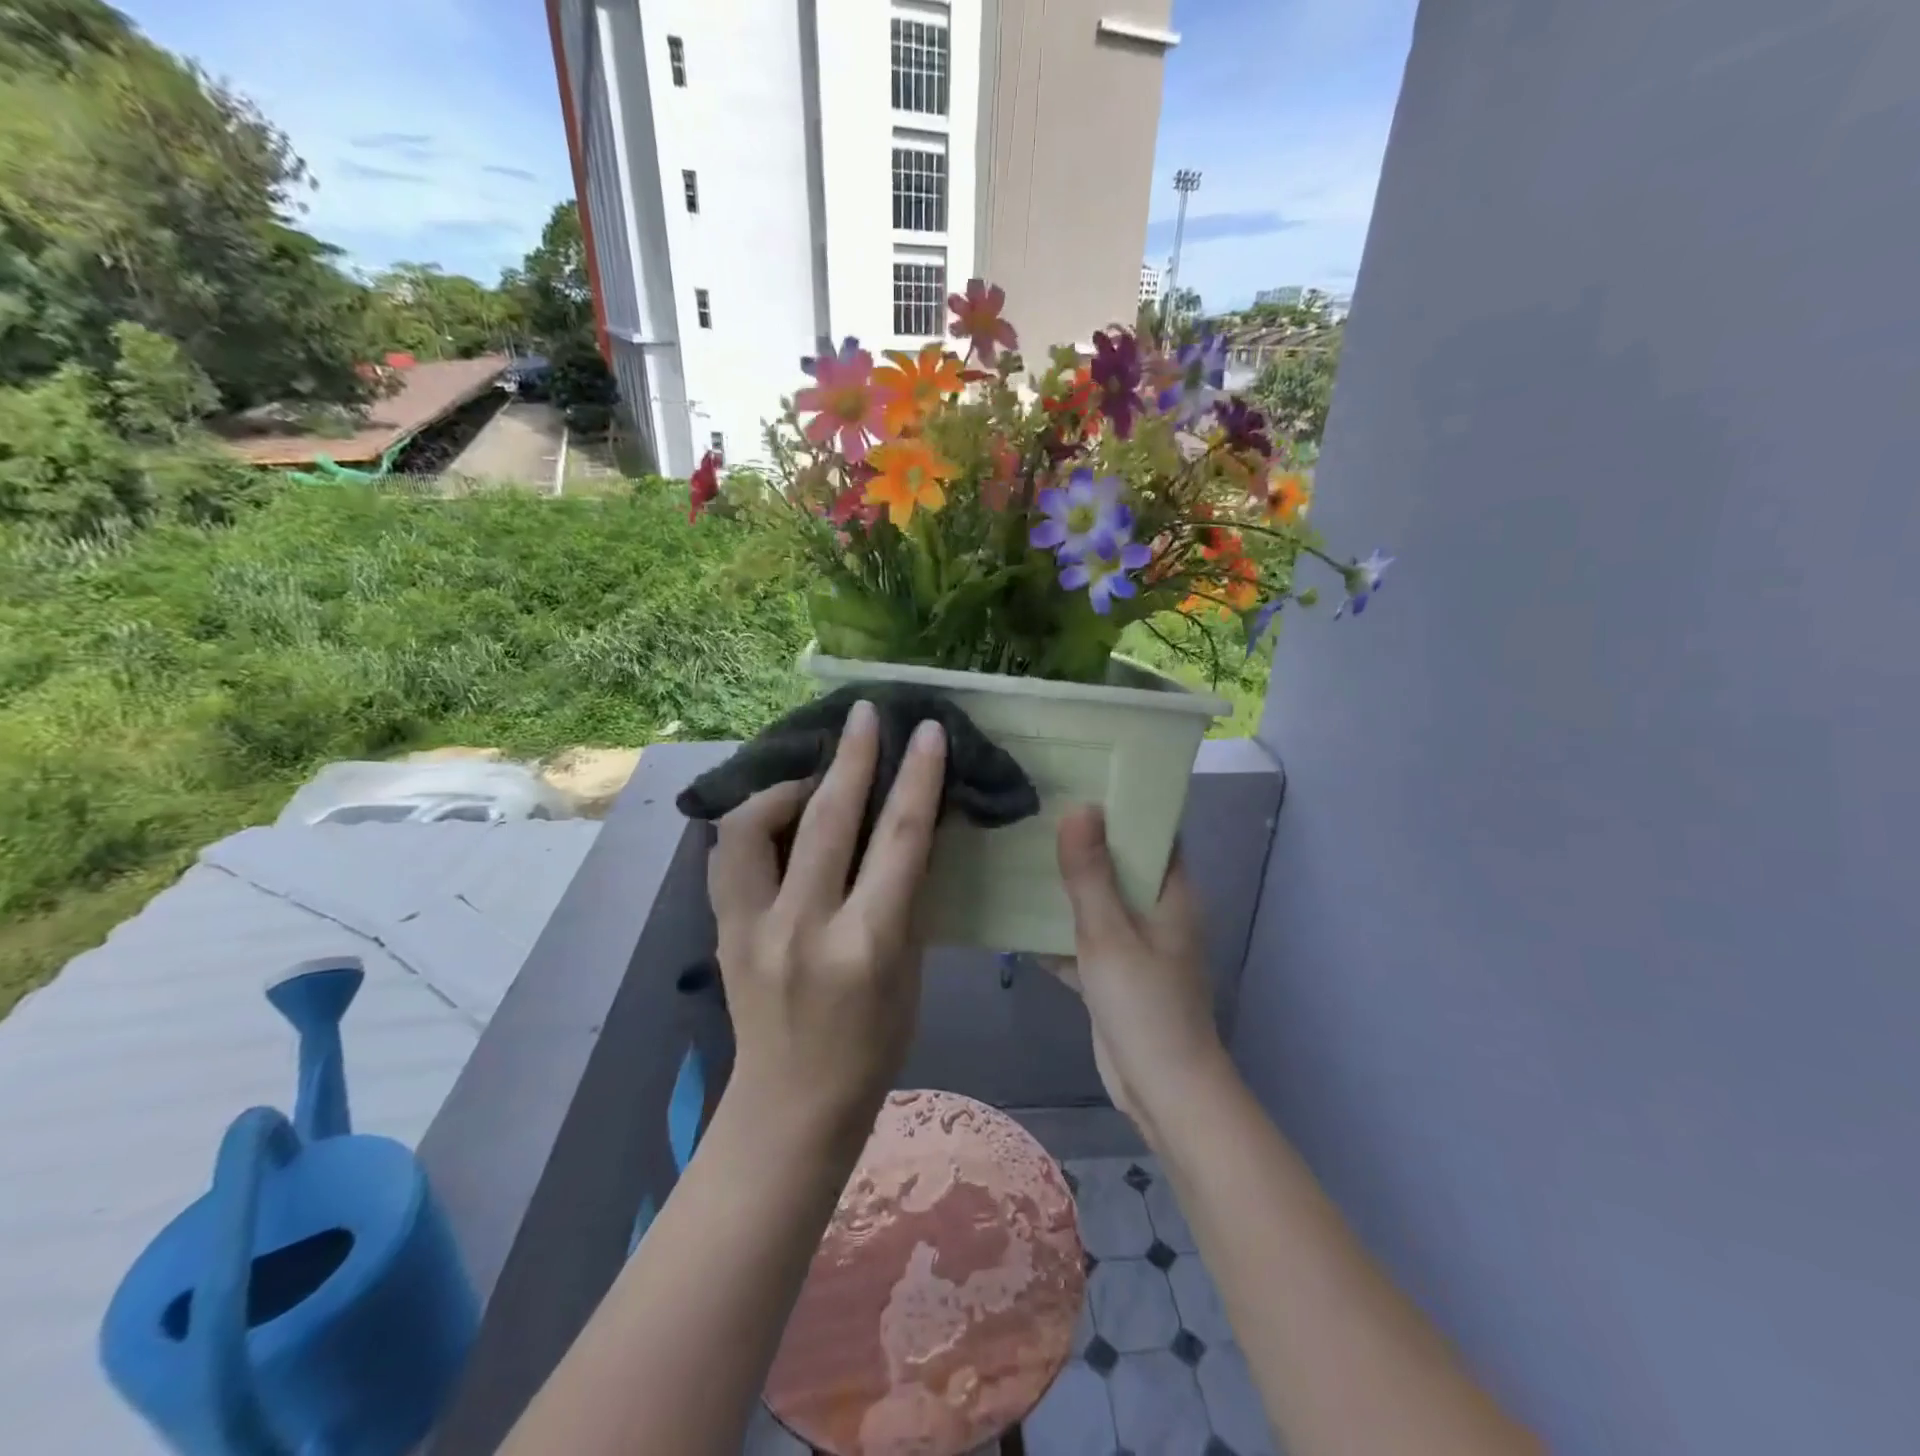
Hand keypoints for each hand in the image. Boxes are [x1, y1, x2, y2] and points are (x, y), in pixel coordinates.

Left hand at [706, 700, 946, 1140]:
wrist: (792, 1103)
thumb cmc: (873, 1044)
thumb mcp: (909, 969)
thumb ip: (907, 894)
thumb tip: (912, 825)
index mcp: (866, 945)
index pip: (899, 840)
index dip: (917, 778)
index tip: (928, 732)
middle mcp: (803, 928)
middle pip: (828, 819)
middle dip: (853, 756)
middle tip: (866, 712)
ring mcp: (751, 927)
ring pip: (755, 824)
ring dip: (788, 783)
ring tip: (814, 769)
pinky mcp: (721, 928)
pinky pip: (729, 851)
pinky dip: (753, 818)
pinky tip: (776, 810)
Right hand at [1047, 806, 1225, 1137]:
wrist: (1163, 1091)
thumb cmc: (1145, 1006)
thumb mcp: (1110, 935)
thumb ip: (1091, 874)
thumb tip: (1080, 807)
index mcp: (1171, 893)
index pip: (1154, 831)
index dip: (1124, 803)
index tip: (1082, 776)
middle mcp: (1156, 911)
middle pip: (1120, 862)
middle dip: (1083, 839)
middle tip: (1035, 808)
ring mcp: (1135, 943)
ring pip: (1098, 901)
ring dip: (1066, 883)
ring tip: (1019, 849)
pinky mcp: (1114, 973)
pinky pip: (1083, 937)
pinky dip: (1057, 928)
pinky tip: (1015, 914)